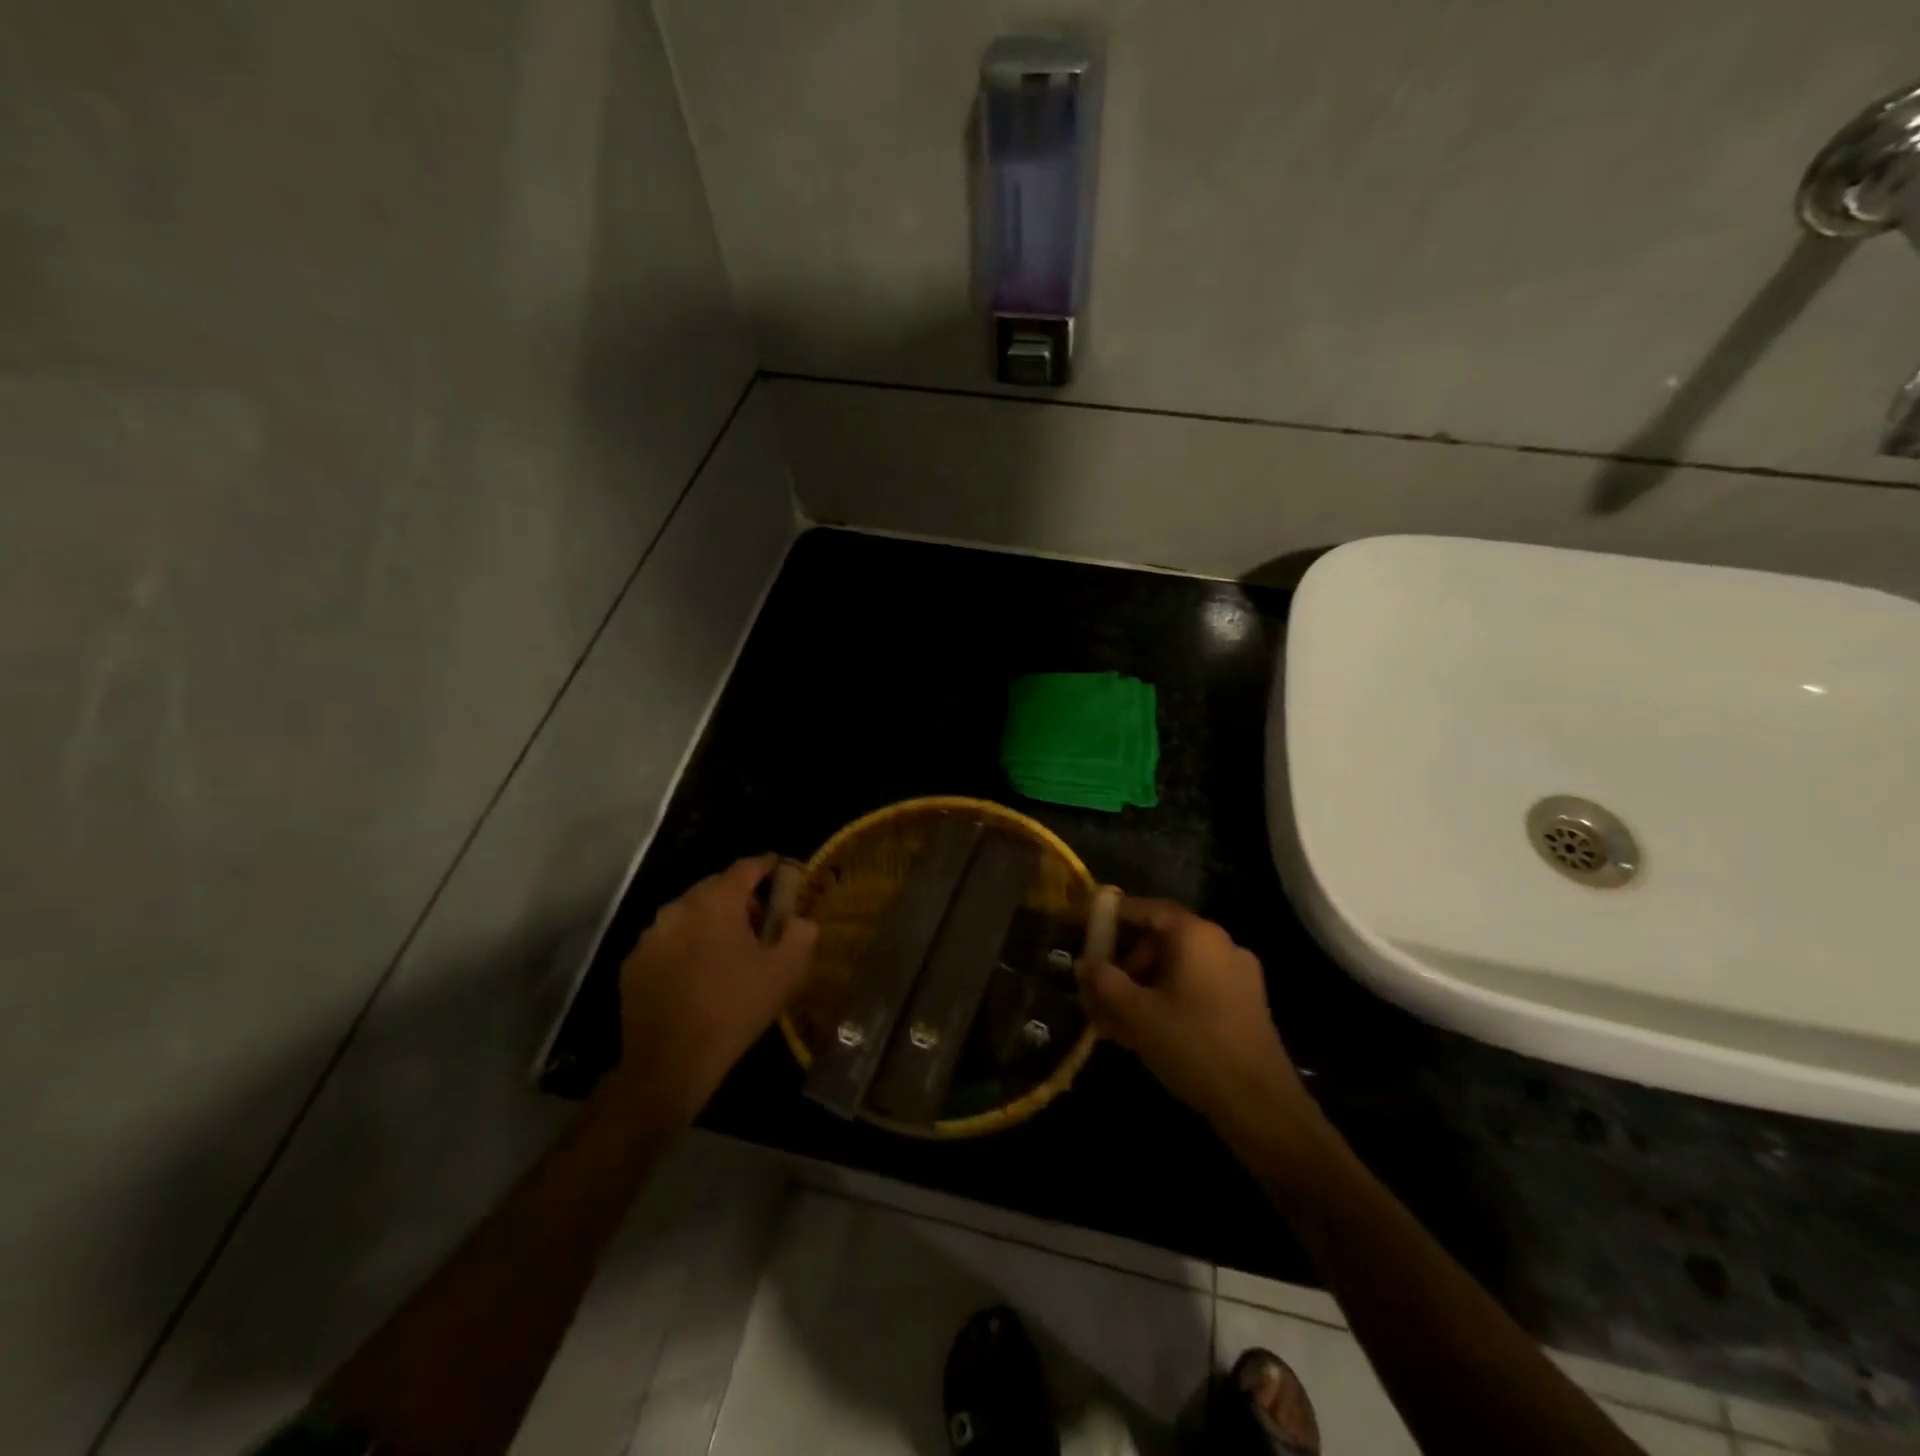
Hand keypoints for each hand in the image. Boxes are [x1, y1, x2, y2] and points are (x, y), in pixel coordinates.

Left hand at [614, 855, 818, 1119]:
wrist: (670, 1063)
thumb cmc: (734, 1008)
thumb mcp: (786, 972)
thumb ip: (801, 934)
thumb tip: (800, 920)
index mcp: (716, 901)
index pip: (746, 867)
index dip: (768, 866)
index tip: (782, 870)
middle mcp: (679, 907)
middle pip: (715, 888)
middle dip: (740, 898)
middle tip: (762, 922)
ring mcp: (651, 936)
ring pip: (689, 915)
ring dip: (711, 923)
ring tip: (729, 952)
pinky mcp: (634, 964)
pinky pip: (668, 942)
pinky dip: (686, 947)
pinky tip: (698, 976)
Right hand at [1076, 899, 1306, 1127]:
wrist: (1259, 1103)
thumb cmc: (1192, 1045)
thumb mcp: (1137, 1013)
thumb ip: (1105, 982)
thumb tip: (1082, 963)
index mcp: (1196, 936)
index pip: (1149, 909)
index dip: (1117, 914)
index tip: (1091, 924)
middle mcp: (1221, 944)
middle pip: (1163, 939)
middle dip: (1128, 961)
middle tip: (1102, 987)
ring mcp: (1238, 975)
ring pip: (1179, 967)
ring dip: (1146, 984)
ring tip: (1118, 1017)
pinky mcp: (1246, 1003)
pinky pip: (1198, 986)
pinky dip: (1169, 997)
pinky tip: (1149, 1029)